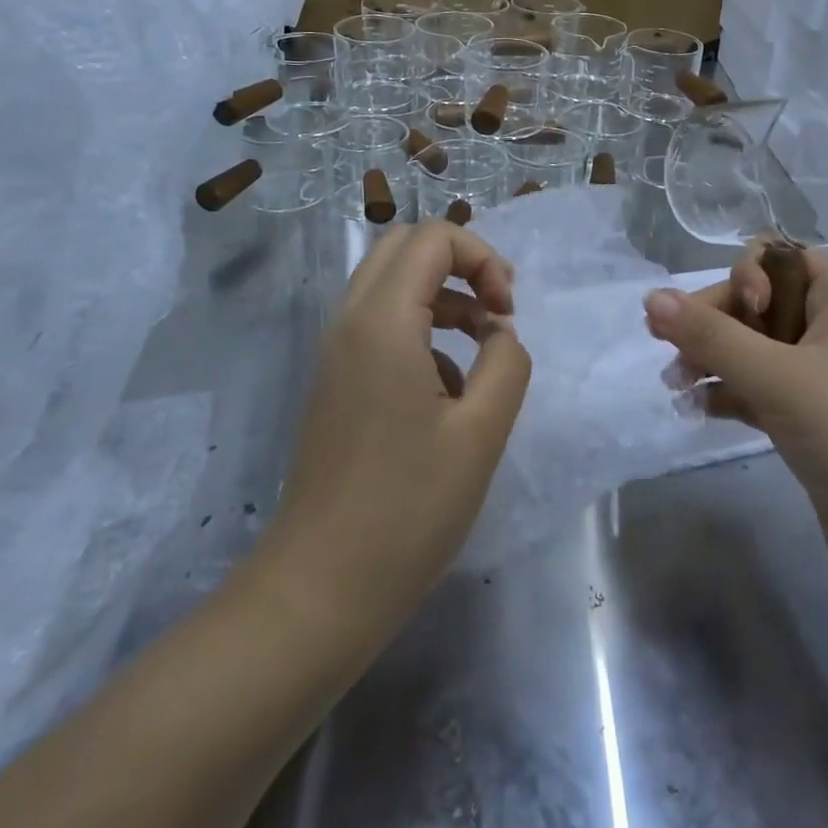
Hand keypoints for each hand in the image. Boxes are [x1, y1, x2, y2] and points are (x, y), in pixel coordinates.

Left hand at [258, 222, 529, 641]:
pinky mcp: (335, 382)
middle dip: (460, 264)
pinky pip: (381, 325)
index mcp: (383, 320)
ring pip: (390, 284)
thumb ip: (506, 362)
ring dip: (443, 297)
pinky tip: (448, 392)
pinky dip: (422, 330)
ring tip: (484, 348)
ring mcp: (336, 352)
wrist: (319, 590)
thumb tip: (499, 334)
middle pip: (405, 248)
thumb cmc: (407, 509)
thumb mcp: (481, 431)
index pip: (433, 237)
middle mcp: (350, 321)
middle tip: (497, 310)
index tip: (508, 313)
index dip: (483, 259)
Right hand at [643, 248, 827, 593]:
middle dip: (712, 323)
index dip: (747, 276)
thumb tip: (651, 298)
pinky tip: (695, 410)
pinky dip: (727, 392)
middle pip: (755, 301)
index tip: (740, 314)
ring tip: (675, 386)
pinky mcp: (807, 415)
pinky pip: (757, 385)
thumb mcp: (775, 375)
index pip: (778, 258)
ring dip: (710, 358)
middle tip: (673, 352)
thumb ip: (710, 334)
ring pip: (751, 346)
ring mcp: (819, 373)